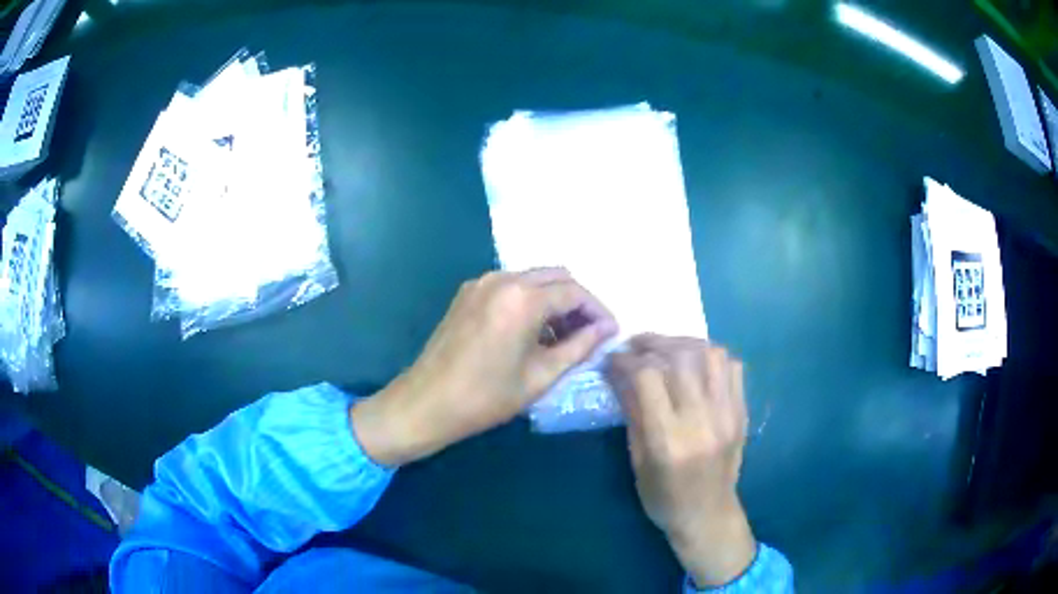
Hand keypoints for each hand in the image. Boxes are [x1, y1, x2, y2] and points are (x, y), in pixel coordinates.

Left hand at [352, 268, 616, 465]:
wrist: (427, 402)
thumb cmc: (486, 396)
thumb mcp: (540, 376)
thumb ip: (579, 346)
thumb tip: (606, 329)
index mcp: (523, 298)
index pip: (575, 292)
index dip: (598, 311)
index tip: (610, 332)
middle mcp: (502, 279)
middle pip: (556, 276)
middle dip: (578, 301)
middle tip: (589, 333)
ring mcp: (481, 282)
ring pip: (533, 278)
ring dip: (553, 300)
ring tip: (563, 336)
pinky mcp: (468, 292)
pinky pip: (510, 286)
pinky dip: (529, 300)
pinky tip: (532, 331)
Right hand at [609, 334, 755, 587]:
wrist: (708, 515)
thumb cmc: (663, 497)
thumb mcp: (637, 462)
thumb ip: (633, 413)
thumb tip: (619, 373)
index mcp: (668, 440)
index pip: (648, 377)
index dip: (626, 360)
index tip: (612, 359)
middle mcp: (702, 421)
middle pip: (679, 357)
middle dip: (651, 343)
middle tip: (634, 346)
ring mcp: (728, 414)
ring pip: (710, 354)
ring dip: (683, 343)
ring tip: (665, 349)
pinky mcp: (742, 412)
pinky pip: (732, 367)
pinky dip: (710, 356)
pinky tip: (694, 364)